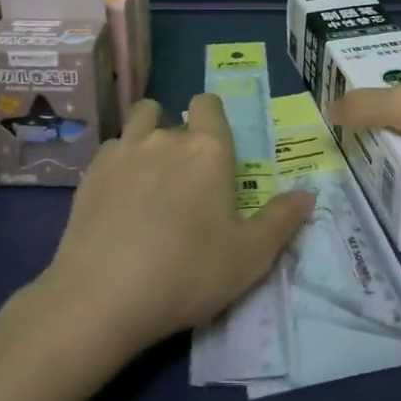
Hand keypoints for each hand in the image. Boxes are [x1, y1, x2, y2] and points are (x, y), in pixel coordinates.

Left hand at [39, 94, 315, 352]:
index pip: (209, 104)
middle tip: (185, 180)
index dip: (212, 118)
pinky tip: (118, 198)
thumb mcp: (250, 257)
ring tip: (149, 175)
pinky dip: (118, 163)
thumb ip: (282, 220)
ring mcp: (123, 151)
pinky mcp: (91, 172)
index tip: (214, 148)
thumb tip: (309, 193)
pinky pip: (111, 149)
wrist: (103, 296)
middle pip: (174, 116)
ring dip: (146, 136)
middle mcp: (165, 138)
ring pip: (138, 120)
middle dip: (181, 138)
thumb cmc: (188, 273)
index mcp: (208, 150)